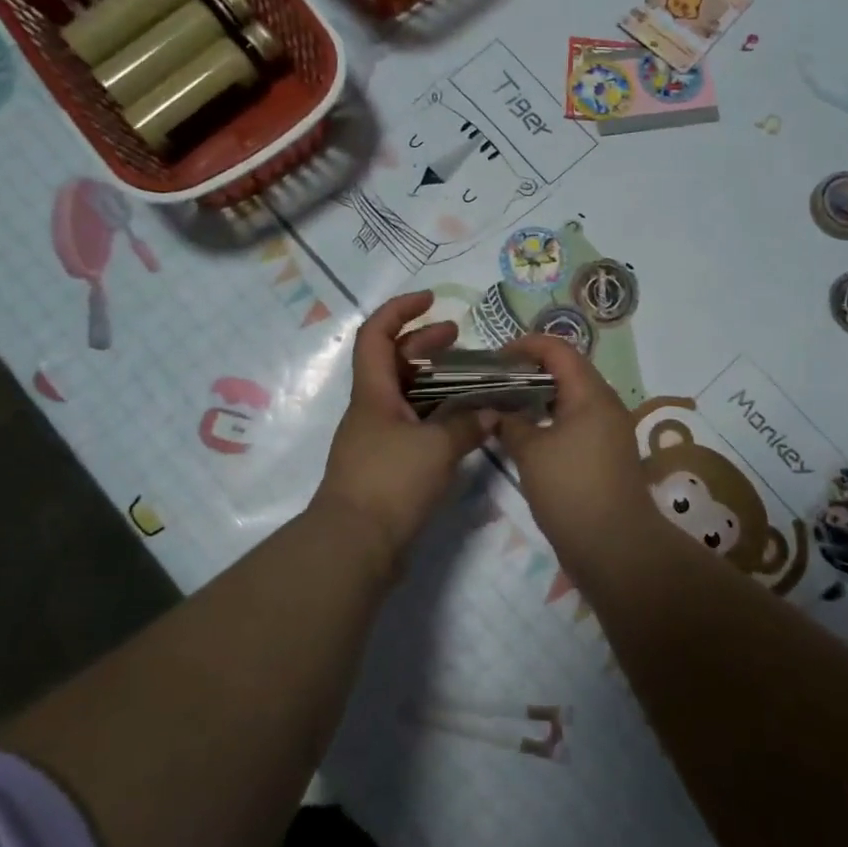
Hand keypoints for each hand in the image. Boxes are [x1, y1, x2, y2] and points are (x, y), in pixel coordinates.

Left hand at [313, 292, 497, 566]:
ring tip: (470, 379)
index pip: (377, 335)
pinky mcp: (388, 466)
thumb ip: (467, 424)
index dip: (400, 310)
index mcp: (374, 394)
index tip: (430, 300)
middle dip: (423, 343)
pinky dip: (438, 417)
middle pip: (394, 363)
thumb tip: (492, 412)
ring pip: (407, 396)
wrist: (355, 546)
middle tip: (457, 338)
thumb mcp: (436, 448)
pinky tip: (465, 424)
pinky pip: (415, 426)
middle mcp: (372, 410)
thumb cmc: (390, 483)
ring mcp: (378, 439)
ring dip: (435, 382)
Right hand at [493, 335, 656, 565]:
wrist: (615, 547)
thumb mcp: (531, 453)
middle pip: (567, 370)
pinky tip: (525, 435)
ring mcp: (608, 430)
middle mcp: (605, 404)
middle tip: (494, 382)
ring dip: (539, 397)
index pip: (558, 350)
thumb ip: (510, 423)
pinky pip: (575, 422)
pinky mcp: (605, 454)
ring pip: (571, 398)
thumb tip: (495, 410)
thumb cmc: (572, 490)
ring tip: (504, 407)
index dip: (526, 346)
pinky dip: (550, 419)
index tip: (495, 360)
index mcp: (591, 394)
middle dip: (529, 371)